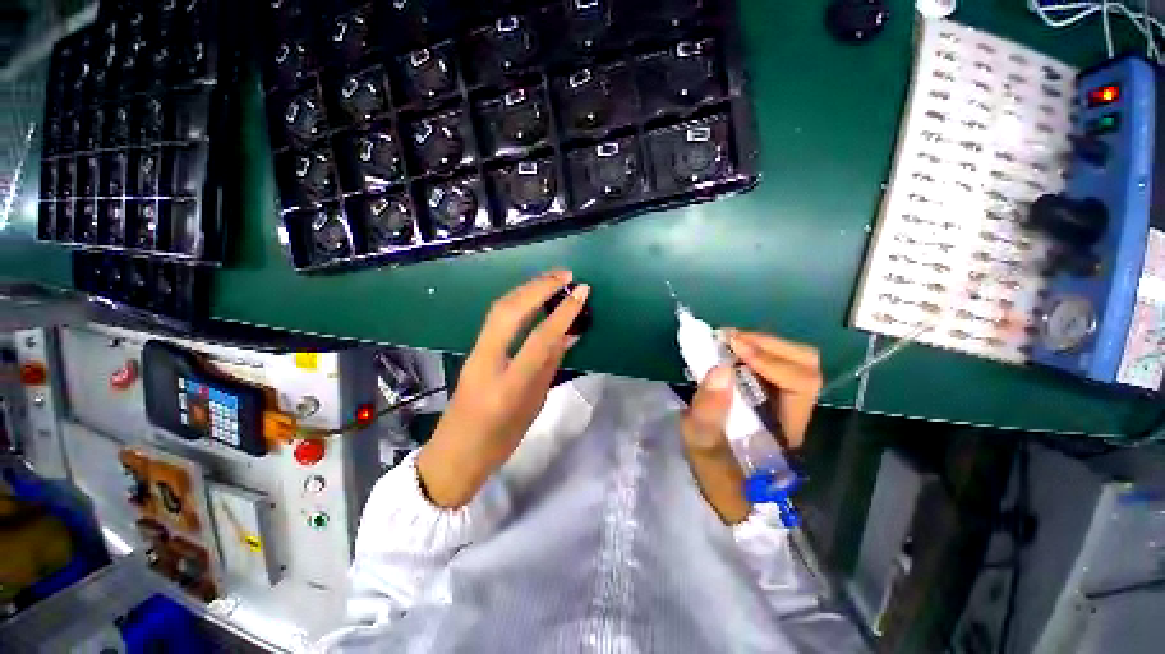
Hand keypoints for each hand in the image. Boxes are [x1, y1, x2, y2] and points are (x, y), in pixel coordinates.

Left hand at [417, 270, 589, 507]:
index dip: (564, 312)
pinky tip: (532, 297)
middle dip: (539, 287)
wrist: (454, 456)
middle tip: (566, 275)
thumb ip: (549, 367)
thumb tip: (567, 335)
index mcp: (508, 385)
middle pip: (511, 311)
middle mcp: (486, 362)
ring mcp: (475, 353)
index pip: (540, 338)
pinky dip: (517, 302)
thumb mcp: (533, 407)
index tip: (582, 291)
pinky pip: (496, 319)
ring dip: (527, 289)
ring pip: (499, 309)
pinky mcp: (473, 351)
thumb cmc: (499, 442)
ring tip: (551, 279)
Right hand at [679, 331, 821, 524]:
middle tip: (729, 338)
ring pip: (796, 361)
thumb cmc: (715, 472)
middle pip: (807, 365)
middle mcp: (795, 411)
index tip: (733, 347)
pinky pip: (776, 363)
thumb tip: (719, 368)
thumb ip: (709, 411)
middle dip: (768, 344)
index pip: (801, 384)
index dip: (770, 360)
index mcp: (786, 429)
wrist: (724, 488)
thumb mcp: (702, 446)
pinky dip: (756, 349)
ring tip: (729, 340)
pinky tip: (732, 349)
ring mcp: (785, 401)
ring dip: (763, 343)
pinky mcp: (772, 395)